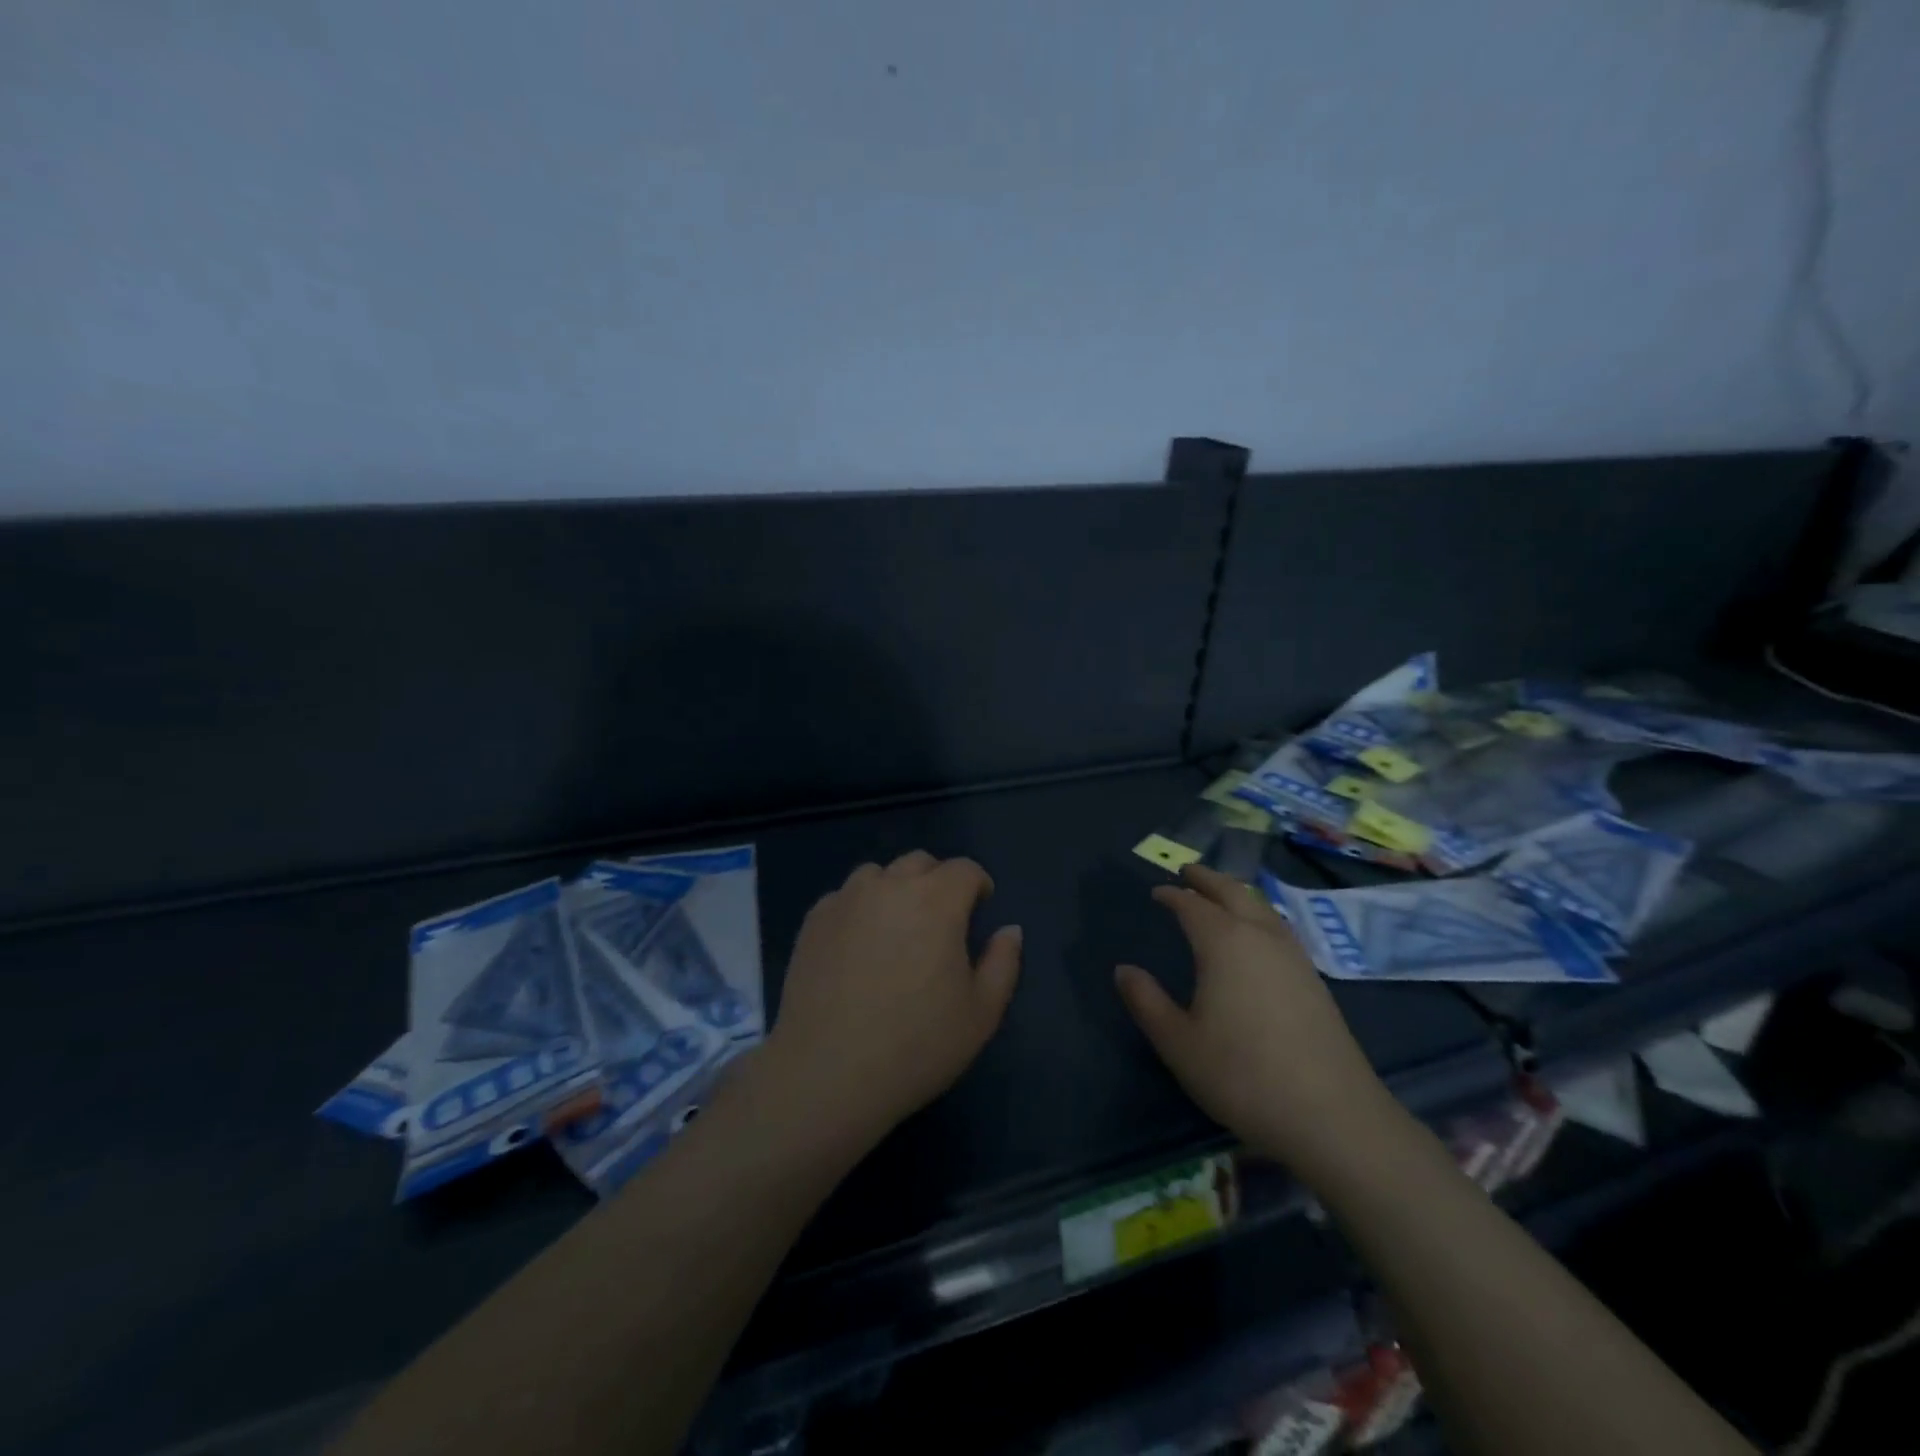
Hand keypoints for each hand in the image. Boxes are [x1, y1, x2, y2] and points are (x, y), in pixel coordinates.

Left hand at [762, 851, 1021, 1150]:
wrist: (827, 1072)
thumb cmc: (916, 1045)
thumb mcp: (981, 1014)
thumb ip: (1003, 963)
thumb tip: (1009, 929)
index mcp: (936, 901)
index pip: (964, 869)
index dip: (977, 885)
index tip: (979, 908)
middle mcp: (890, 887)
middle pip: (920, 863)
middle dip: (937, 882)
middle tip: (940, 921)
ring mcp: (846, 900)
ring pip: (878, 875)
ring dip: (895, 890)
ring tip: (896, 930)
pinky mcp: (813, 921)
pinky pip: (844, 898)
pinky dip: (859, 909)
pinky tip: (857, 947)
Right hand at [1114, 865, 1399, 1176]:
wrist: (1332, 1116)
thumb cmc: (1242, 1075)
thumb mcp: (1178, 1042)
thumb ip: (1146, 1002)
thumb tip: (1124, 970)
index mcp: (1224, 943)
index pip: (1192, 905)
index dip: (1173, 895)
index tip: (1157, 892)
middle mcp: (1260, 937)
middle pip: (1233, 892)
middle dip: (1208, 879)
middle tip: (1188, 871)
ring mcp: (1293, 956)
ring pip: (1261, 907)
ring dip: (1237, 893)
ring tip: (1221, 894)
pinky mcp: (1314, 979)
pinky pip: (1279, 927)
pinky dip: (1259, 914)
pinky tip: (1258, 934)